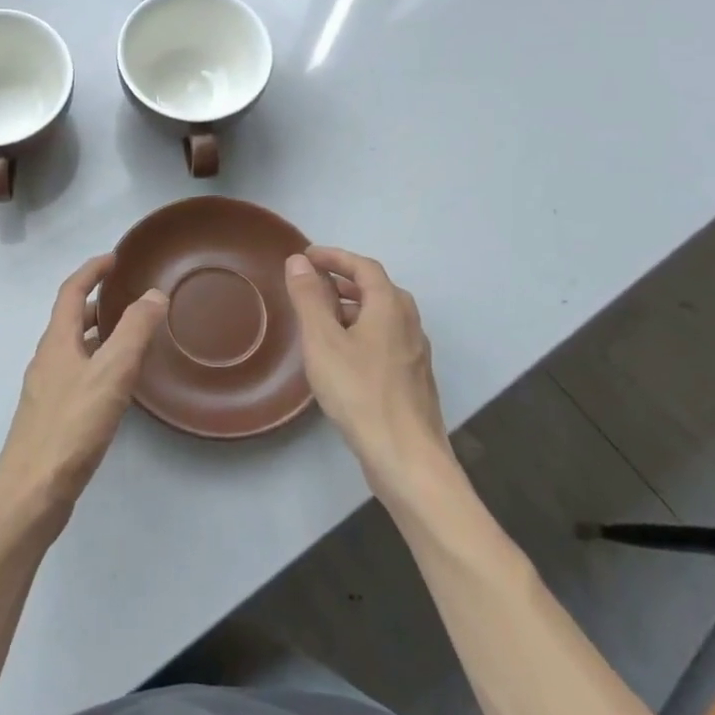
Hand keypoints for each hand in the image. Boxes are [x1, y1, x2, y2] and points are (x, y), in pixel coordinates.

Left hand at [0, 254, 167, 531]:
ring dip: (99, 333)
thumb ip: (134, 331)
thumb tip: (153, 294)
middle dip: (98, 301)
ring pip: (75, 348)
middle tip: (130, 295)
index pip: (71, 292)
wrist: (32, 491)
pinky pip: (78, 374)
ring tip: (132, 333)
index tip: (115, 258)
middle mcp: (48, 359)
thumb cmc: (71, 426)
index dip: (91, 271)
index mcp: (57, 341)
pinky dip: (98, 363)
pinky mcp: (53, 416)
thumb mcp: (111, 373)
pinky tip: (117, 384)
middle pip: (71, 318)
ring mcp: (48, 389)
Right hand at [284, 246, 451, 491]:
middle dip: (343, 281)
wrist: (406, 457)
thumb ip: (310, 298)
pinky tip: (342, 356)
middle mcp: (409, 323)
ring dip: (352, 307)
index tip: (307, 256)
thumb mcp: (323, 340)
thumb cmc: (360, 392)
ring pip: (382, 316)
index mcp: (390, 307)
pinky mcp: (413, 379)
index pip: (364, 267)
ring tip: (320, 318)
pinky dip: (361, 331)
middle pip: (377, 289)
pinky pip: (385, 339)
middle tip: (312, 283)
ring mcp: (414, 353)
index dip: (335, 257)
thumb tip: (299, 261)